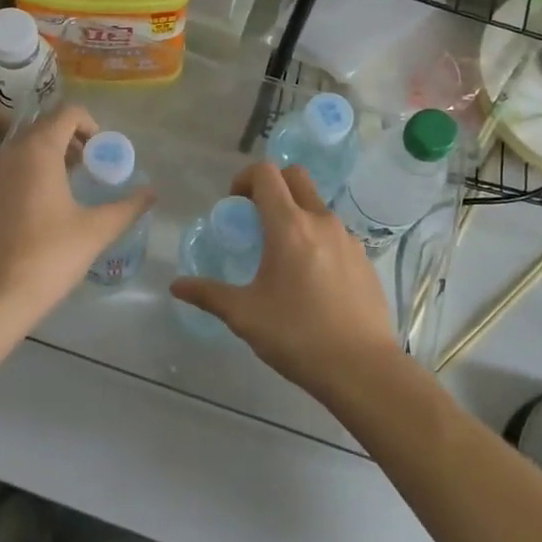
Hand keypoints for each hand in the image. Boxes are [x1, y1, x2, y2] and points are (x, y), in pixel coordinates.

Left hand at [0, 104, 154, 327]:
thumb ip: (127, 207)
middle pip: (40, 131)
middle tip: (86, 171)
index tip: (100, 153)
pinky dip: (18, 182)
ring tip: (61, 194)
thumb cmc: (48, 258)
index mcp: (37, 152)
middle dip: (67, 143)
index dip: (89, 125)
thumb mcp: (95, 232)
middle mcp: (5, 155)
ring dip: (42, 162)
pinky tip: (30, 218)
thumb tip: (152, 192)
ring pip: (17, 154)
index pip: (66, 113)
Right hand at [170, 161, 400, 399]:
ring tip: (282, 255)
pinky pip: (335, 233)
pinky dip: (316, 238)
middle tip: (255, 218)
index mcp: (289, 226)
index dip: (244, 179)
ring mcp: (348, 238)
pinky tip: (311, 279)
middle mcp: (321, 221)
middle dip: (272, 185)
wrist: (362, 368)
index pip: (266, 174)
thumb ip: (208, 294)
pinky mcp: (364, 259)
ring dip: (295, 213)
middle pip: (295, 176)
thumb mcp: (244, 315)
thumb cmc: (297, 335)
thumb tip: (176, 286)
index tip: (234, 206)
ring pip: (317, 206)